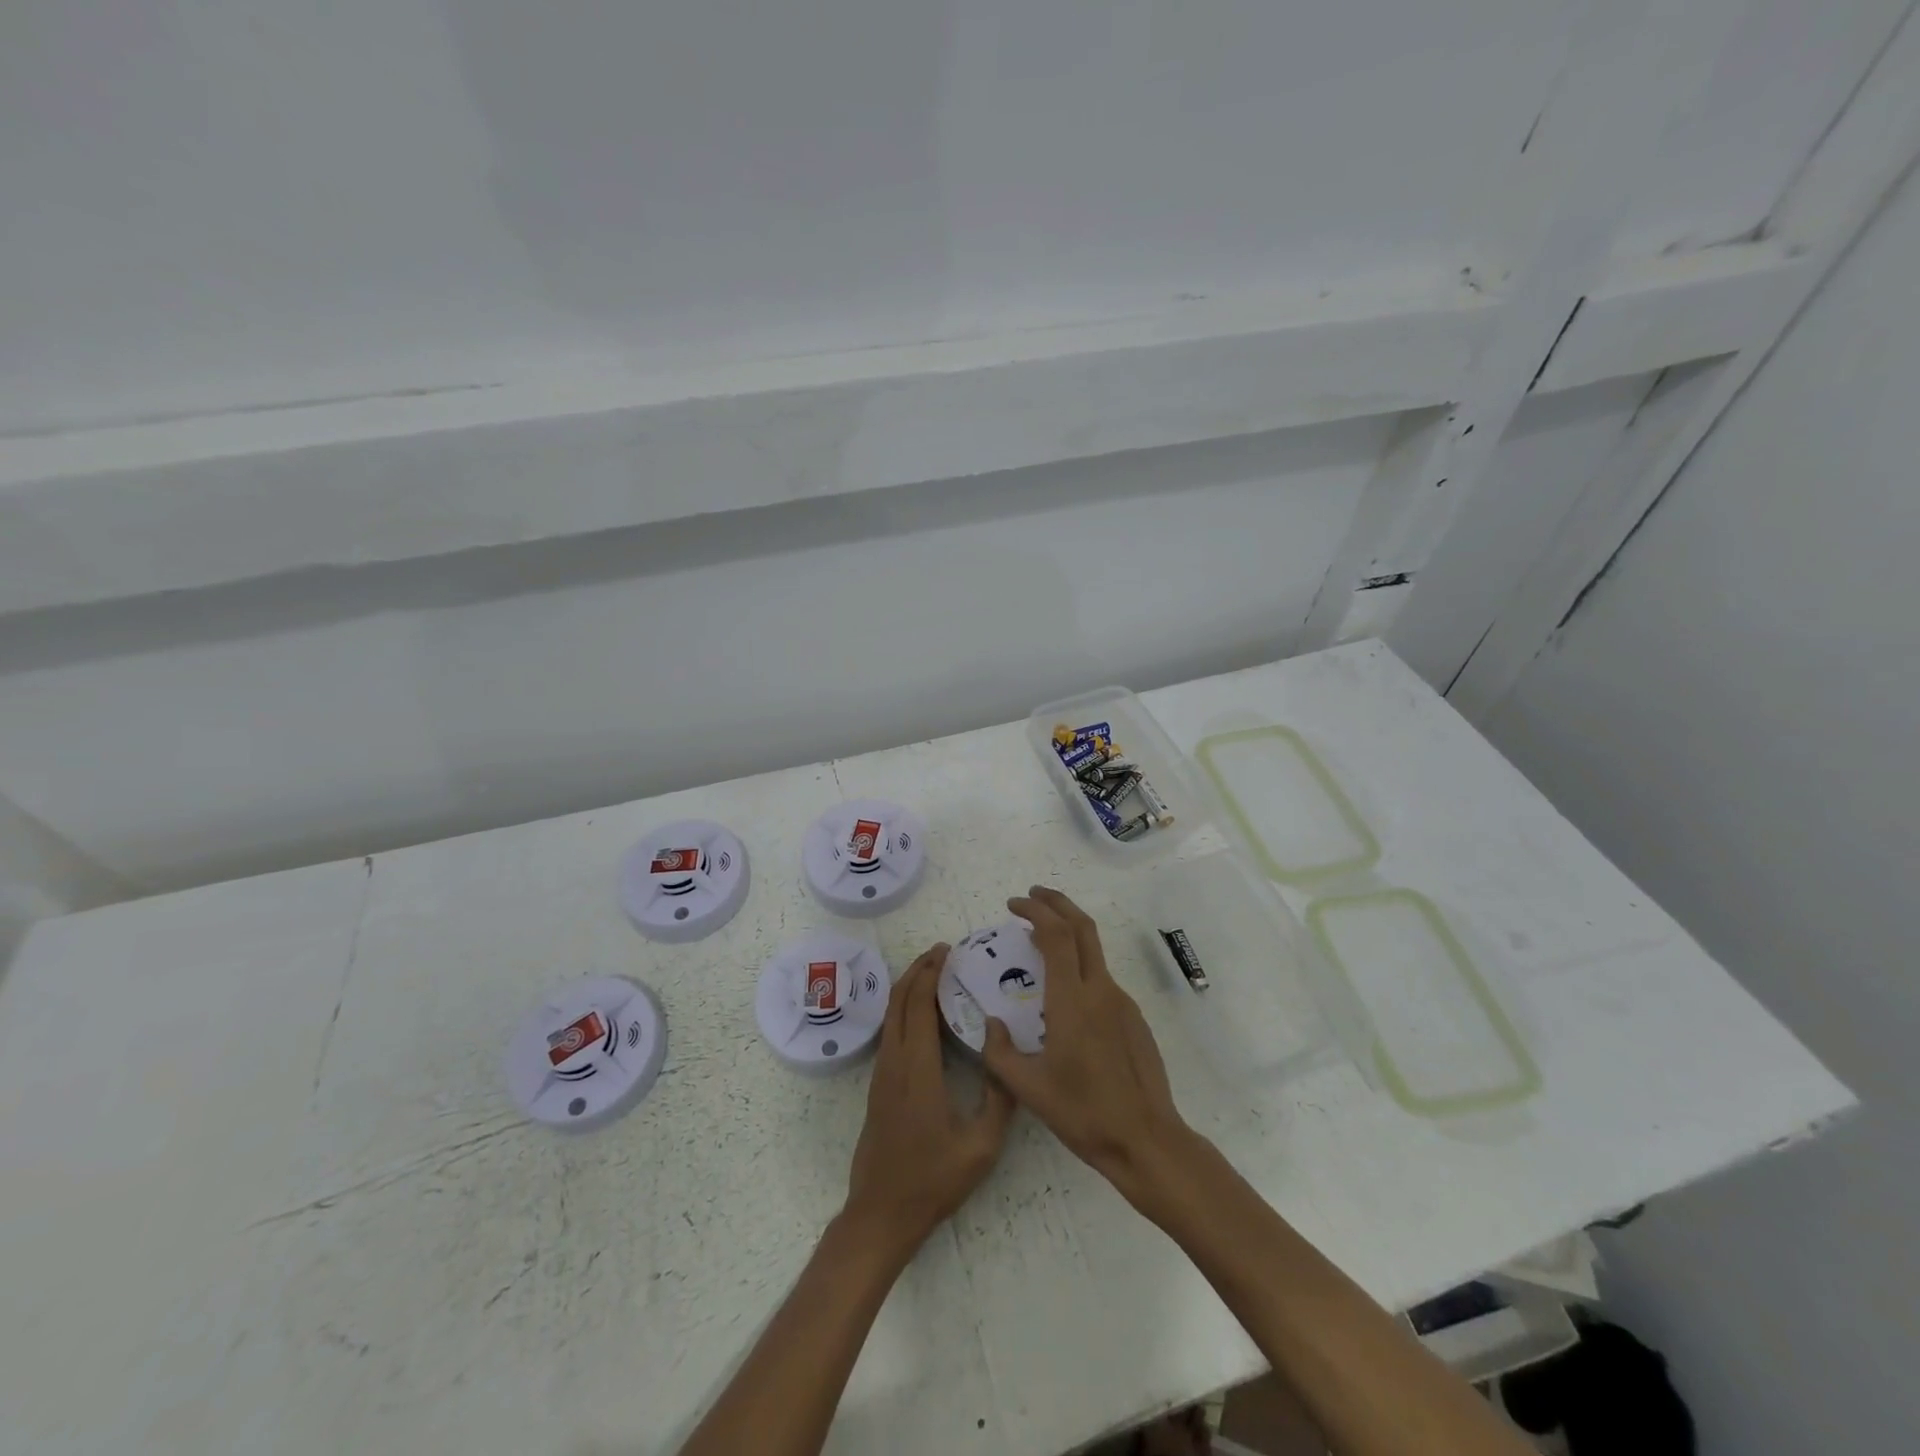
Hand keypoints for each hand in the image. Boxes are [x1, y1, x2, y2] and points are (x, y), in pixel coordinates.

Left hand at [843, 945, 1015, 1259]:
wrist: (881, 1213)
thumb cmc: (932, 1180)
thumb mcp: (981, 1146)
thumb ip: (999, 1099)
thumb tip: (1008, 1056)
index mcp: (918, 1070)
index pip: (918, 1006)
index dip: (930, 973)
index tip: (947, 951)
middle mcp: (895, 1063)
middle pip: (899, 1001)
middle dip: (918, 970)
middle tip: (942, 952)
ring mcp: (882, 1074)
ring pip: (891, 1015)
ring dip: (908, 987)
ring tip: (933, 972)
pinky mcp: (879, 1085)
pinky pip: (890, 1031)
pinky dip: (904, 1008)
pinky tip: (922, 1012)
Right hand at [980, 887, 1195, 1204]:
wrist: (1145, 1139)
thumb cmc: (1083, 1113)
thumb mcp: (1027, 1088)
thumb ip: (999, 1052)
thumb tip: (990, 1024)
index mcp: (1072, 1000)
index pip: (1056, 934)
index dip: (1035, 910)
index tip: (1014, 904)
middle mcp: (1100, 990)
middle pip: (1082, 926)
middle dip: (1057, 902)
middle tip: (1031, 897)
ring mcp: (1121, 1002)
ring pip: (1094, 950)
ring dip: (1068, 932)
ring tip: (1040, 941)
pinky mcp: (1133, 1017)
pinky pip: (1102, 978)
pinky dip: (1079, 964)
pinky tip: (1065, 992)